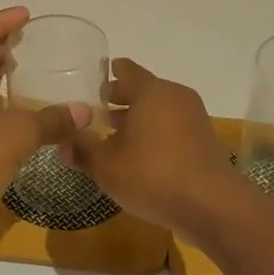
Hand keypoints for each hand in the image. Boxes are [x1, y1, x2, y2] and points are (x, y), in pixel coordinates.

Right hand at [65, 59, 241, 237]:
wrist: (211, 204)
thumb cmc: (152, 174)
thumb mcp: (107, 166)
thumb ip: (83, 151)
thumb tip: (62, 143)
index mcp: (150, 91)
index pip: (126, 70)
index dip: (108, 74)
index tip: (94, 82)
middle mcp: (174, 96)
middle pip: (144, 89)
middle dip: (121, 99)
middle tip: (98, 111)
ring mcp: (193, 117)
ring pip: (159, 109)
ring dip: (138, 118)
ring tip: (115, 135)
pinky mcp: (203, 140)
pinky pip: (172, 126)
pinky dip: (155, 132)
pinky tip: (140, 155)